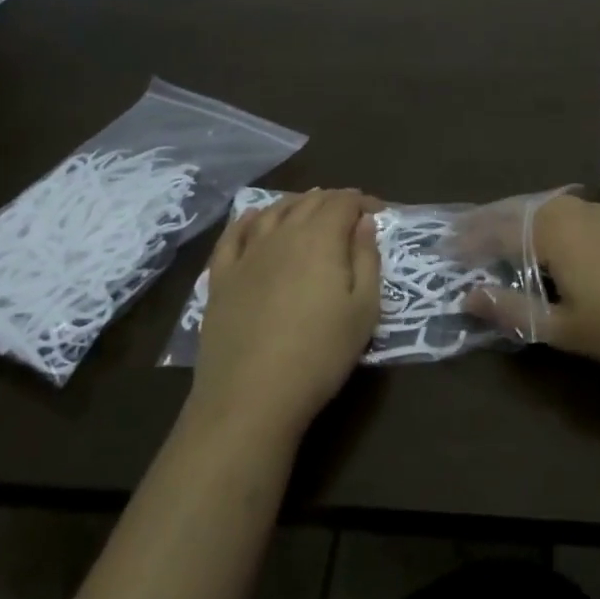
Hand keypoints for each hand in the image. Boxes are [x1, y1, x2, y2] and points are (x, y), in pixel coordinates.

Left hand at [190, 189, 382, 441]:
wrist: (251, 397)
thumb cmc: (320, 354)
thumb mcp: (364, 310)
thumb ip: (367, 259)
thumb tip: (364, 222)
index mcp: (320, 239)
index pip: (343, 202)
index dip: (362, 201)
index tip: (379, 212)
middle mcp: (282, 235)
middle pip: (309, 202)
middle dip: (333, 200)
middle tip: (349, 212)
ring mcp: (246, 254)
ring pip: (272, 212)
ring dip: (295, 204)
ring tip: (309, 208)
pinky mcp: (220, 278)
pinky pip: (233, 235)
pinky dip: (248, 220)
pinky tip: (255, 219)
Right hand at [464, 193, 599, 381]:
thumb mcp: (562, 327)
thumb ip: (511, 309)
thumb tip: (467, 297)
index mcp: (550, 230)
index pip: (495, 230)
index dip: (468, 241)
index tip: (443, 250)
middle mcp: (568, 209)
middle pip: (515, 209)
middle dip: (485, 223)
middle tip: (459, 237)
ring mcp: (595, 211)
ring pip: (540, 206)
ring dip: (512, 219)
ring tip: (493, 237)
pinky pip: (562, 210)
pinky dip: (539, 220)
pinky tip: (541, 239)